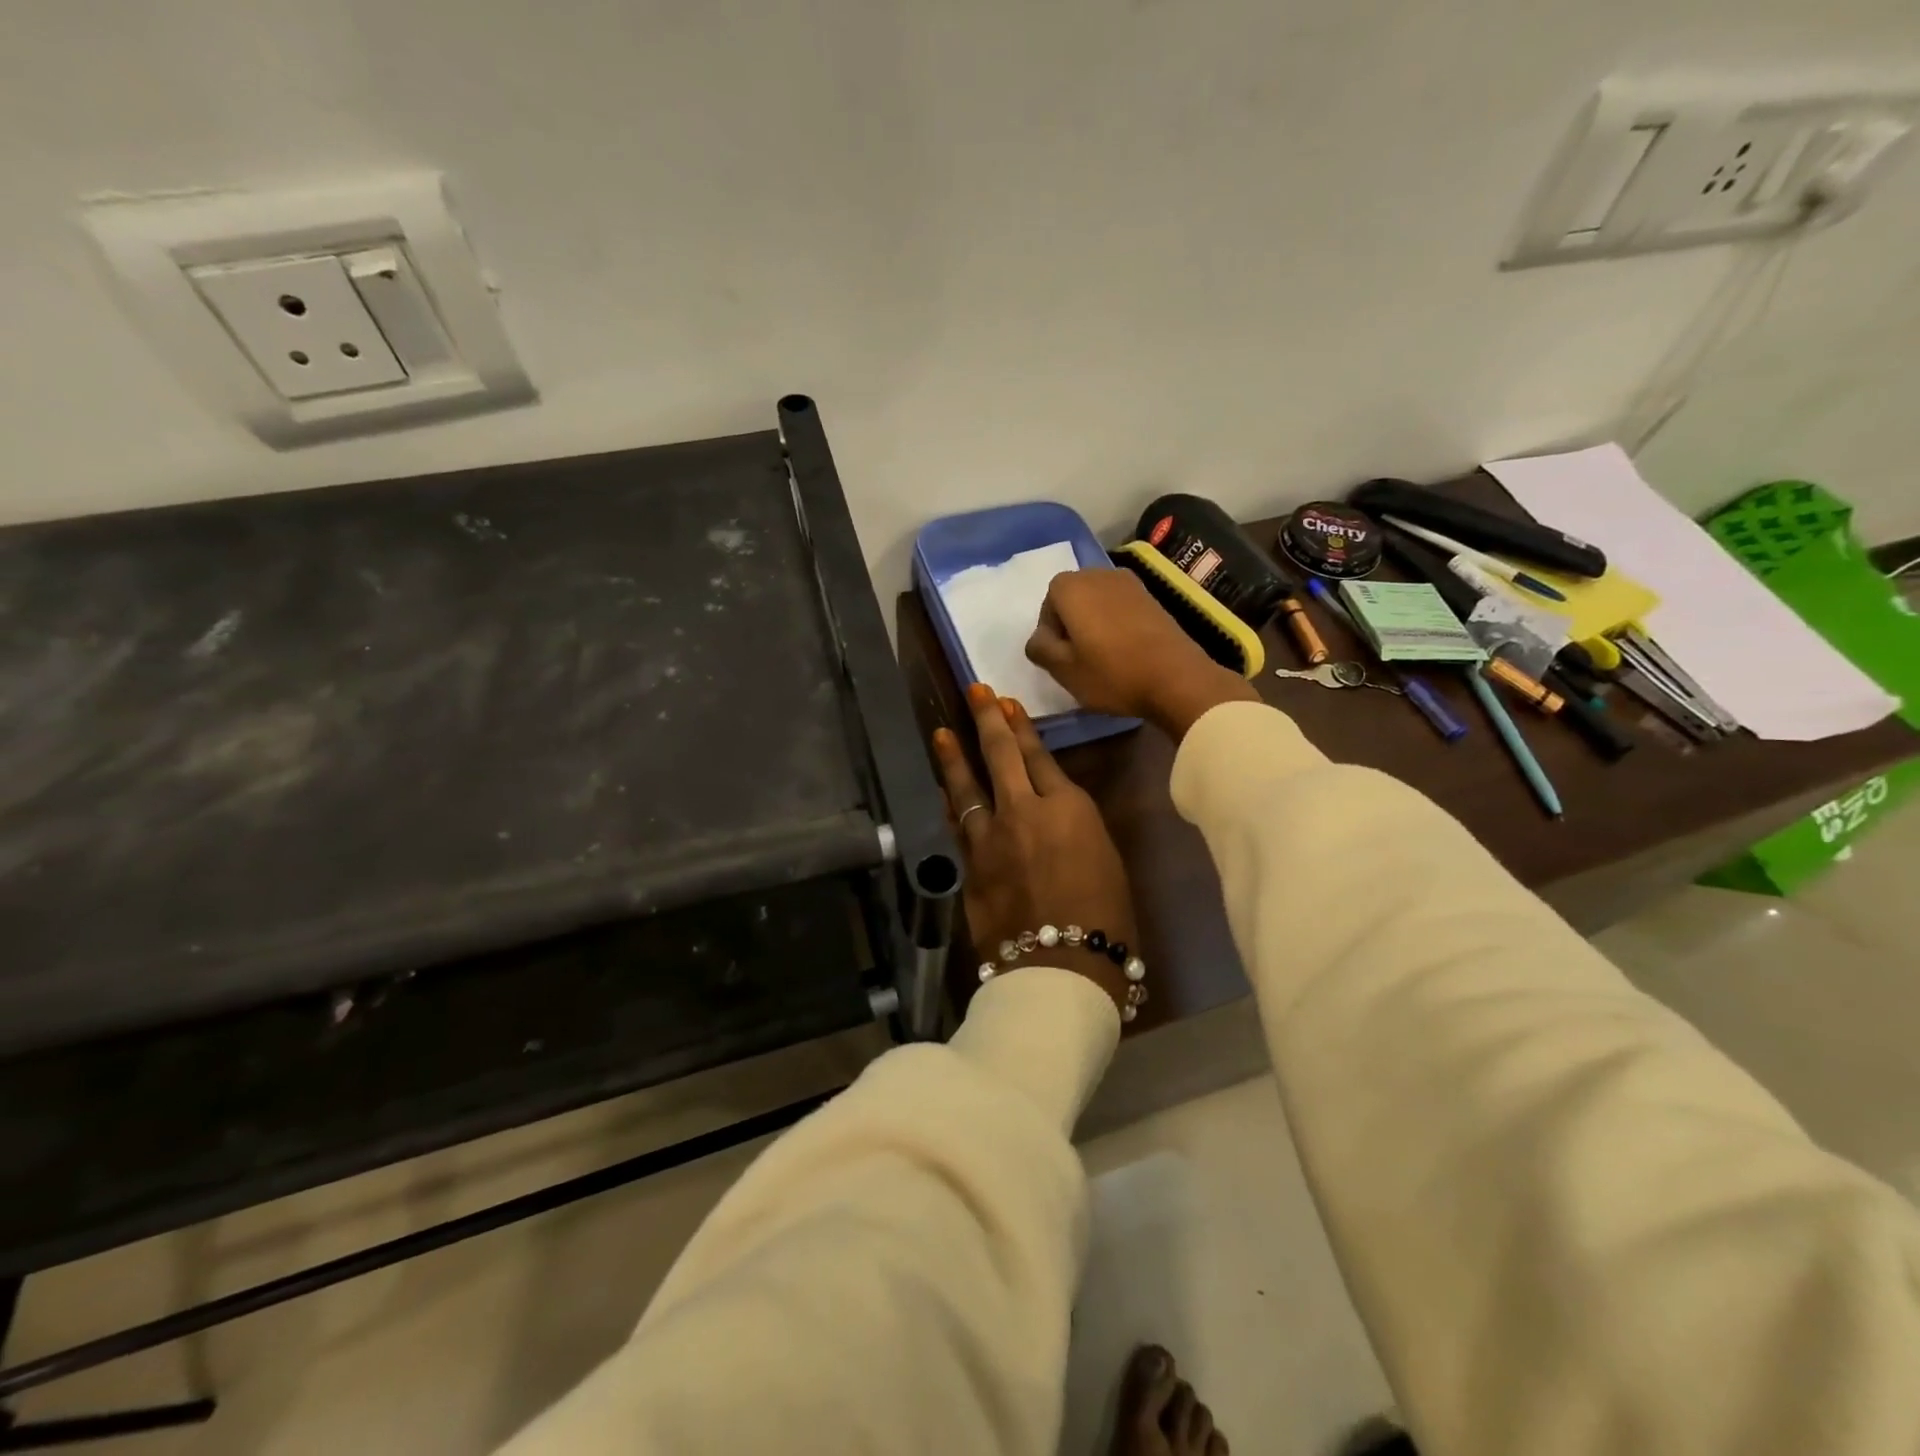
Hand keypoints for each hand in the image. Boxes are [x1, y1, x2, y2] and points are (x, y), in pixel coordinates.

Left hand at [932, 684, 1135, 1006]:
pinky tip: (939, 793)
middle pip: (1000, 756)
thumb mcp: (1104, 858)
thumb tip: (1052, 816)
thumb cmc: (1105, 917)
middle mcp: (1022, 811)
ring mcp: (989, 838)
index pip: (1039, 757)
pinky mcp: (968, 866)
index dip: (1022, 728)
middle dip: (987, 720)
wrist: (1062, 967)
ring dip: (954, 757)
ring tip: (942, 733)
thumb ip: (1073, 827)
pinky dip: (947, 806)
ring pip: (967, 787)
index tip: (1008, 705)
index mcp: (1066, 807)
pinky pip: (955, 826)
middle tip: (975, 693)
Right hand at [1025, 569, 1260, 740]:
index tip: (1062, 658)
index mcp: (1071, 586)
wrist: (1177, 678)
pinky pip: (1120, 606)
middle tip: (1079, 658)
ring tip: (1103, 656)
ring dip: (1094, 624)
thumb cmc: (1112, 673)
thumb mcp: (1063, 670)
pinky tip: (1125, 650)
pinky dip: (1116, 623)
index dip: (1050, 632)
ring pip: (1097, 602)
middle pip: (1073, 598)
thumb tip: (1038, 639)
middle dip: (1071, 624)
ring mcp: (1129, 583)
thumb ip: (1040, 648)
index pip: (1047, 603)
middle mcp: (1098, 574)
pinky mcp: (1152, 597)